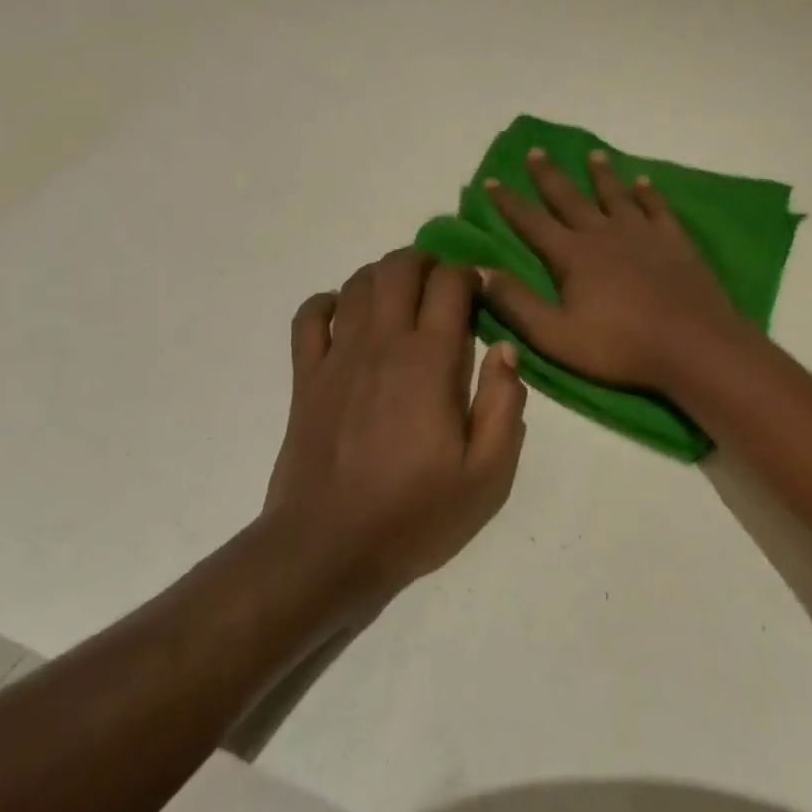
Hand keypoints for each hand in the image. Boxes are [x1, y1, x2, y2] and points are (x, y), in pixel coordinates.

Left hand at [265, 249, 526, 602]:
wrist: (327, 548)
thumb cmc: (416, 513)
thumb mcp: (487, 474)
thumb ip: (504, 405)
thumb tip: (505, 349)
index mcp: (430, 362)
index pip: (449, 285)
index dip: (469, 277)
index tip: (482, 295)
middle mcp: (382, 344)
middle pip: (399, 268)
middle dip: (427, 262)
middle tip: (445, 287)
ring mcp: (337, 357)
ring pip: (357, 283)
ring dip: (384, 276)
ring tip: (404, 297)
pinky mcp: (305, 377)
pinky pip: (310, 316)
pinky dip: (329, 302)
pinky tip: (346, 316)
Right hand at [479, 148, 749, 390]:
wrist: (692, 344)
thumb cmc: (620, 346)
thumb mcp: (556, 336)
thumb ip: (517, 304)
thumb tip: (481, 271)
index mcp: (573, 256)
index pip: (532, 222)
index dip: (509, 203)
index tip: (492, 181)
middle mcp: (605, 234)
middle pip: (571, 198)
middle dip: (550, 176)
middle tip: (537, 151)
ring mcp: (643, 234)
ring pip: (616, 195)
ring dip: (602, 175)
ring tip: (594, 154)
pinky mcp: (675, 241)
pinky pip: (657, 207)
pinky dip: (648, 193)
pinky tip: (644, 182)